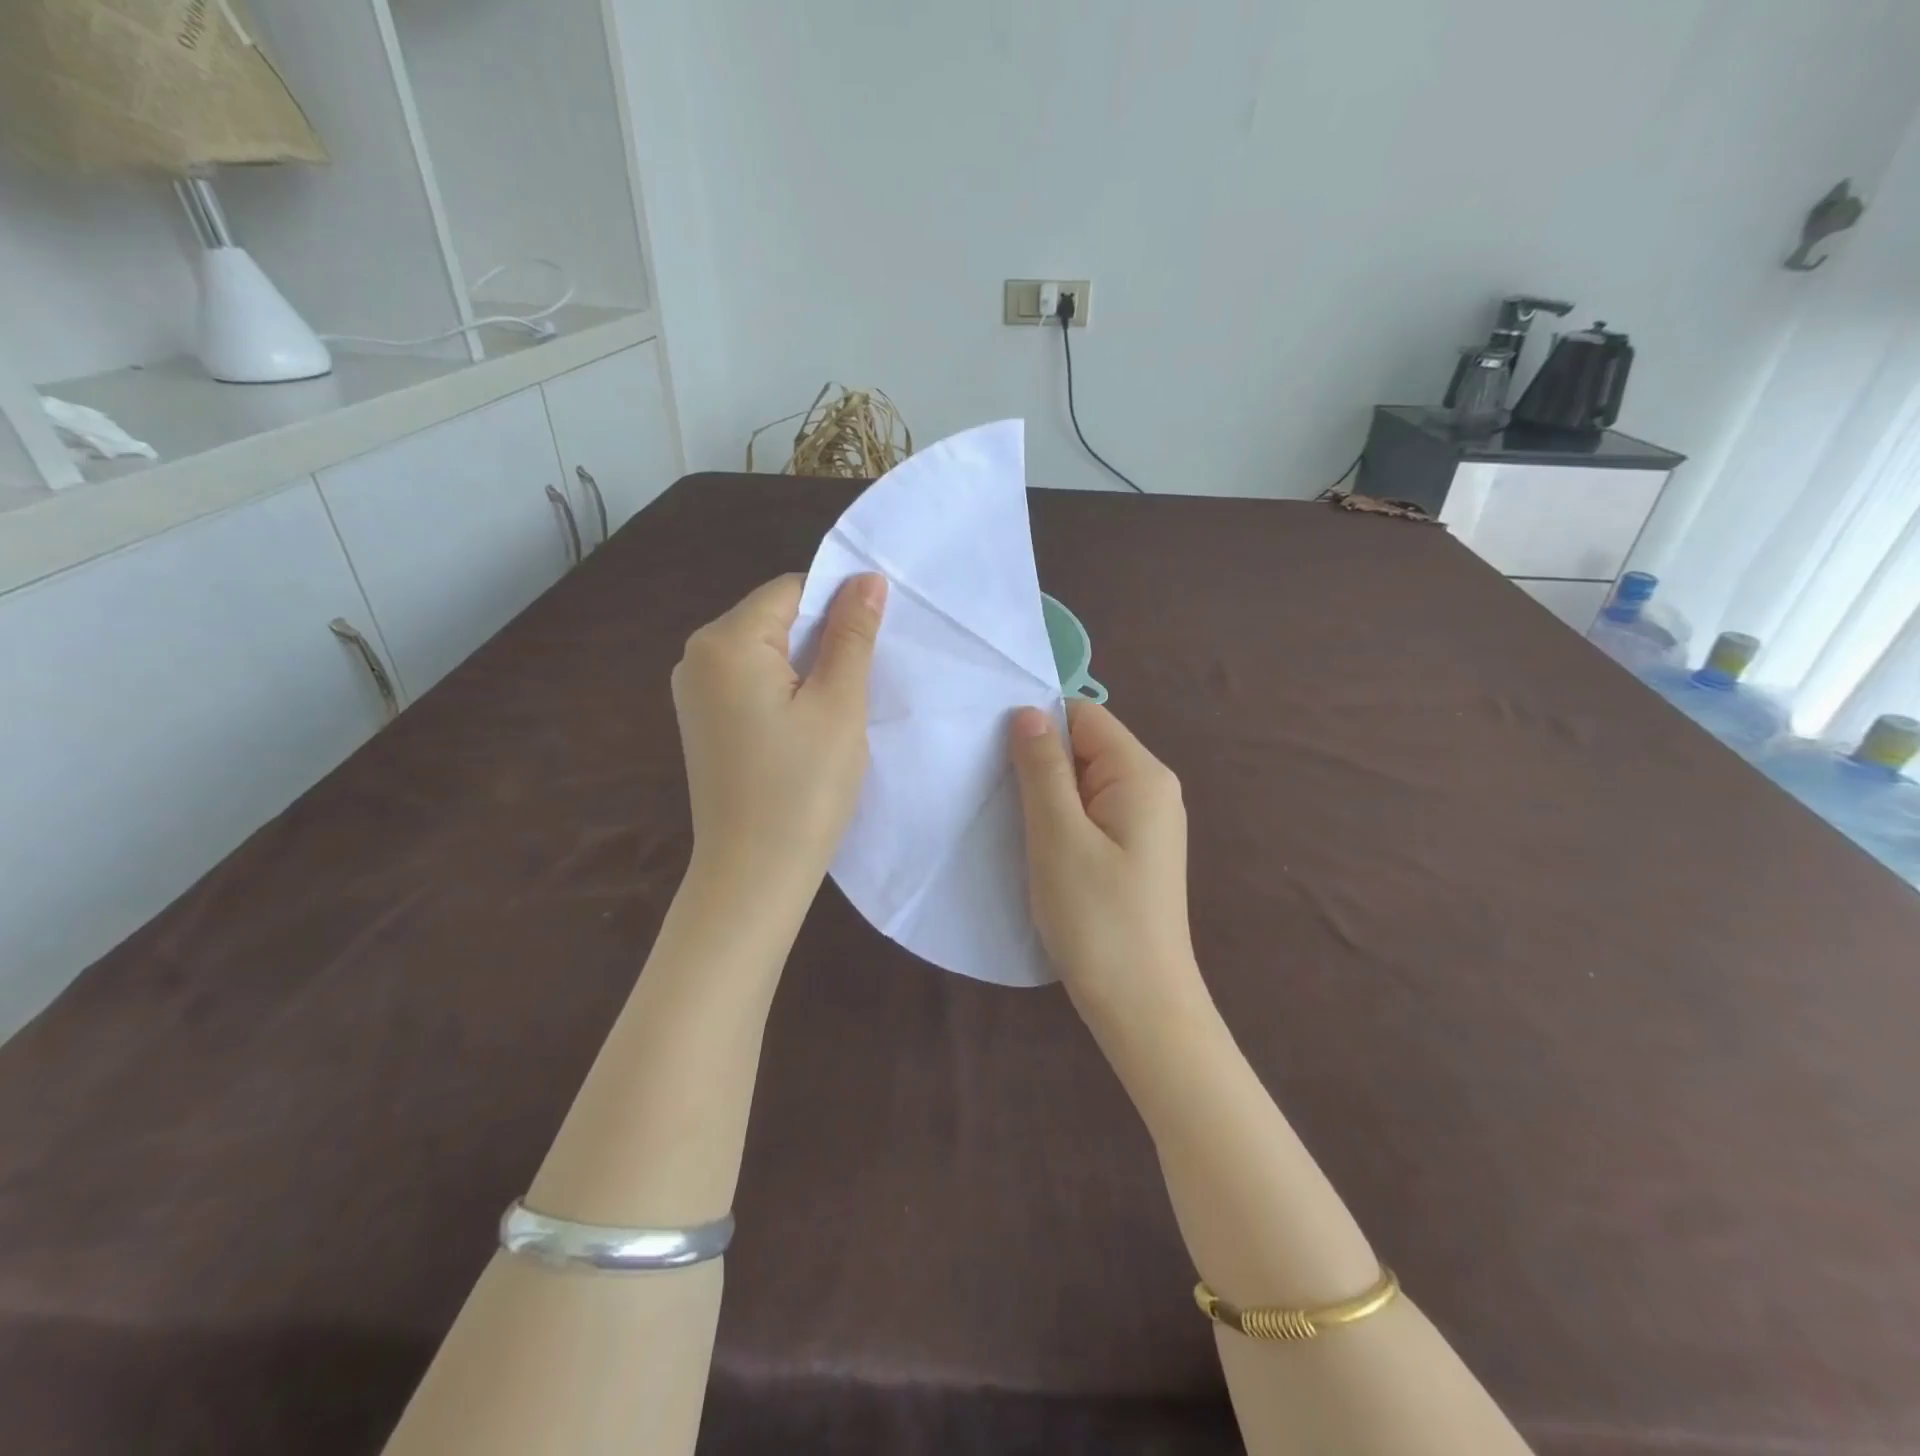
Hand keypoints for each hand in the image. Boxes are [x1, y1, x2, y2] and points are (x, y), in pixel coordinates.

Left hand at [672, 572, 886, 901]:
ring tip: (839, 706)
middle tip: (863, 679)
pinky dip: (785, 690)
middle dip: (822, 638)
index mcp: (724, 641)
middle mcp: (696, 657)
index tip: (875, 641)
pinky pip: (750, 683)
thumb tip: (867, 579)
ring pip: (765, 652)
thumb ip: (852, 634)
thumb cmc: (803, 787)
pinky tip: (808, 725)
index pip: (791, 590)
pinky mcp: (702, 722)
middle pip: (774, 618)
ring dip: (807, 666)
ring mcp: (693, 692)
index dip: (838, 606)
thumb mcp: (839, 704)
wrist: (754, 874)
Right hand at [1008, 701, 1203, 1029]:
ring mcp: (1146, 823)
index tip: (993, 753)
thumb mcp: (1058, 836)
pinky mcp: (1134, 852)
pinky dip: (1060, 820)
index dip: (1039, 725)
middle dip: (1039, 762)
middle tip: (994, 792)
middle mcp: (1152, 789)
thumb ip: (1042, 768)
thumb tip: (1028, 711)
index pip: (1085, 716)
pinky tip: (1036, 846)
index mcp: (1141, 774)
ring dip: (1046, 795)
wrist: (1142, 1006)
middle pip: (1086, 747)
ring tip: (1010, 821)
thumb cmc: (1098, 918)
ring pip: (1084, 783)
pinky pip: (1091, 814)